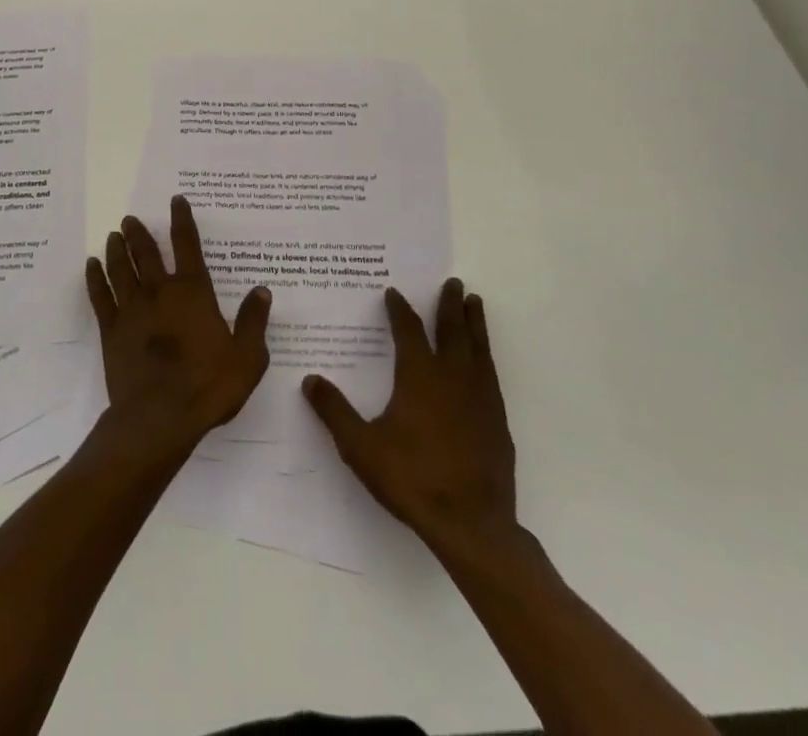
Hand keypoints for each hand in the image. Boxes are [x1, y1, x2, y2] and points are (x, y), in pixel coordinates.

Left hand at [85, 195, 271, 465]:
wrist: (160, 418)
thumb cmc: (208, 387)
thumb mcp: (247, 358)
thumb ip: (253, 322)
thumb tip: (262, 291)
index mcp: (192, 292)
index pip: (187, 246)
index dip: (182, 221)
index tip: (176, 201)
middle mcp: (159, 291)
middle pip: (146, 252)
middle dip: (139, 233)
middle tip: (129, 218)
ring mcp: (131, 309)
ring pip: (121, 268)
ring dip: (117, 249)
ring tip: (113, 235)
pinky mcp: (111, 329)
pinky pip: (100, 296)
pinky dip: (95, 278)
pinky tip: (91, 266)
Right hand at [303, 279, 518, 553]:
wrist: (471, 525)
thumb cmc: (412, 479)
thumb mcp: (361, 446)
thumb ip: (334, 411)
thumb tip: (310, 379)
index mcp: (419, 376)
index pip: (409, 331)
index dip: (400, 310)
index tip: (394, 293)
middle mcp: (452, 378)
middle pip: (452, 331)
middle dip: (449, 305)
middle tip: (453, 282)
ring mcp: (479, 399)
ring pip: (478, 349)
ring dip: (474, 324)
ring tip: (474, 303)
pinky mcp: (497, 422)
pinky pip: (490, 375)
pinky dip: (486, 356)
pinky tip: (484, 360)